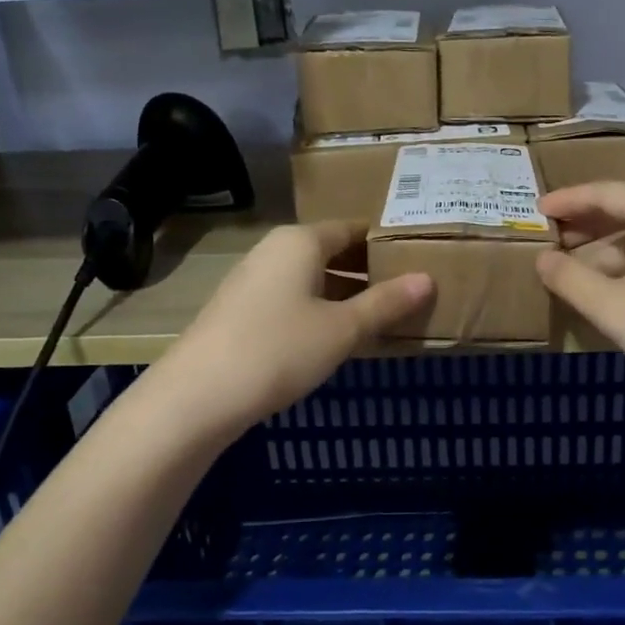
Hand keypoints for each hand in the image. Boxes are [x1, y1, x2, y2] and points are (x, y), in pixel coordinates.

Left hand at [155, 222, 432, 434]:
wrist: (197, 396)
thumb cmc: (279, 350)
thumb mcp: (342, 329)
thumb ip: (386, 302)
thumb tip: (428, 279)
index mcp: (300, 241)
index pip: (353, 228)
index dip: (387, 242)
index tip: (420, 258)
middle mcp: (275, 251)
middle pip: (333, 251)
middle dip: (370, 270)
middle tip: (410, 290)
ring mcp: (254, 281)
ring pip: (313, 278)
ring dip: (347, 294)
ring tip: (385, 316)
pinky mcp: (242, 311)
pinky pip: (294, 299)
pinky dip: (321, 310)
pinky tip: (340, 337)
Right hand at [537, 182, 624, 418]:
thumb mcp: (616, 308)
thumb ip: (572, 280)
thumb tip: (541, 259)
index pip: (607, 192)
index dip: (568, 199)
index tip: (536, 210)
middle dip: (584, 225)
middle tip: (545, 239)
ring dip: (602, 254)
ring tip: (566, 272)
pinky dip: (624, 272)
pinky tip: (606, 295)